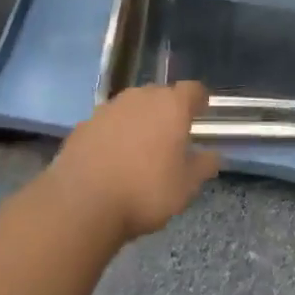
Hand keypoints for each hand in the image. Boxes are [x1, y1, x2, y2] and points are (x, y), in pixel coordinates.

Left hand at [48, 82, 220, 241]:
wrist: (81, 205)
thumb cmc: (145, 192)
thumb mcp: (186, 187)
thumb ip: (203, 166)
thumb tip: (213, 155)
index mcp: (172, 106)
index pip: (193, 90)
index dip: (199, 100)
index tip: (201, 113)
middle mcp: (141, 98)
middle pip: (160, 94)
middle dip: (167, 110)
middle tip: (171, 135)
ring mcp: (108, 109)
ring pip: (132, 107)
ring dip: (139, 120)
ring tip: (140, 148)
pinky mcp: (83, 125)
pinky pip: (108, 122)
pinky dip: (114, 134)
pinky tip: (112, 158)